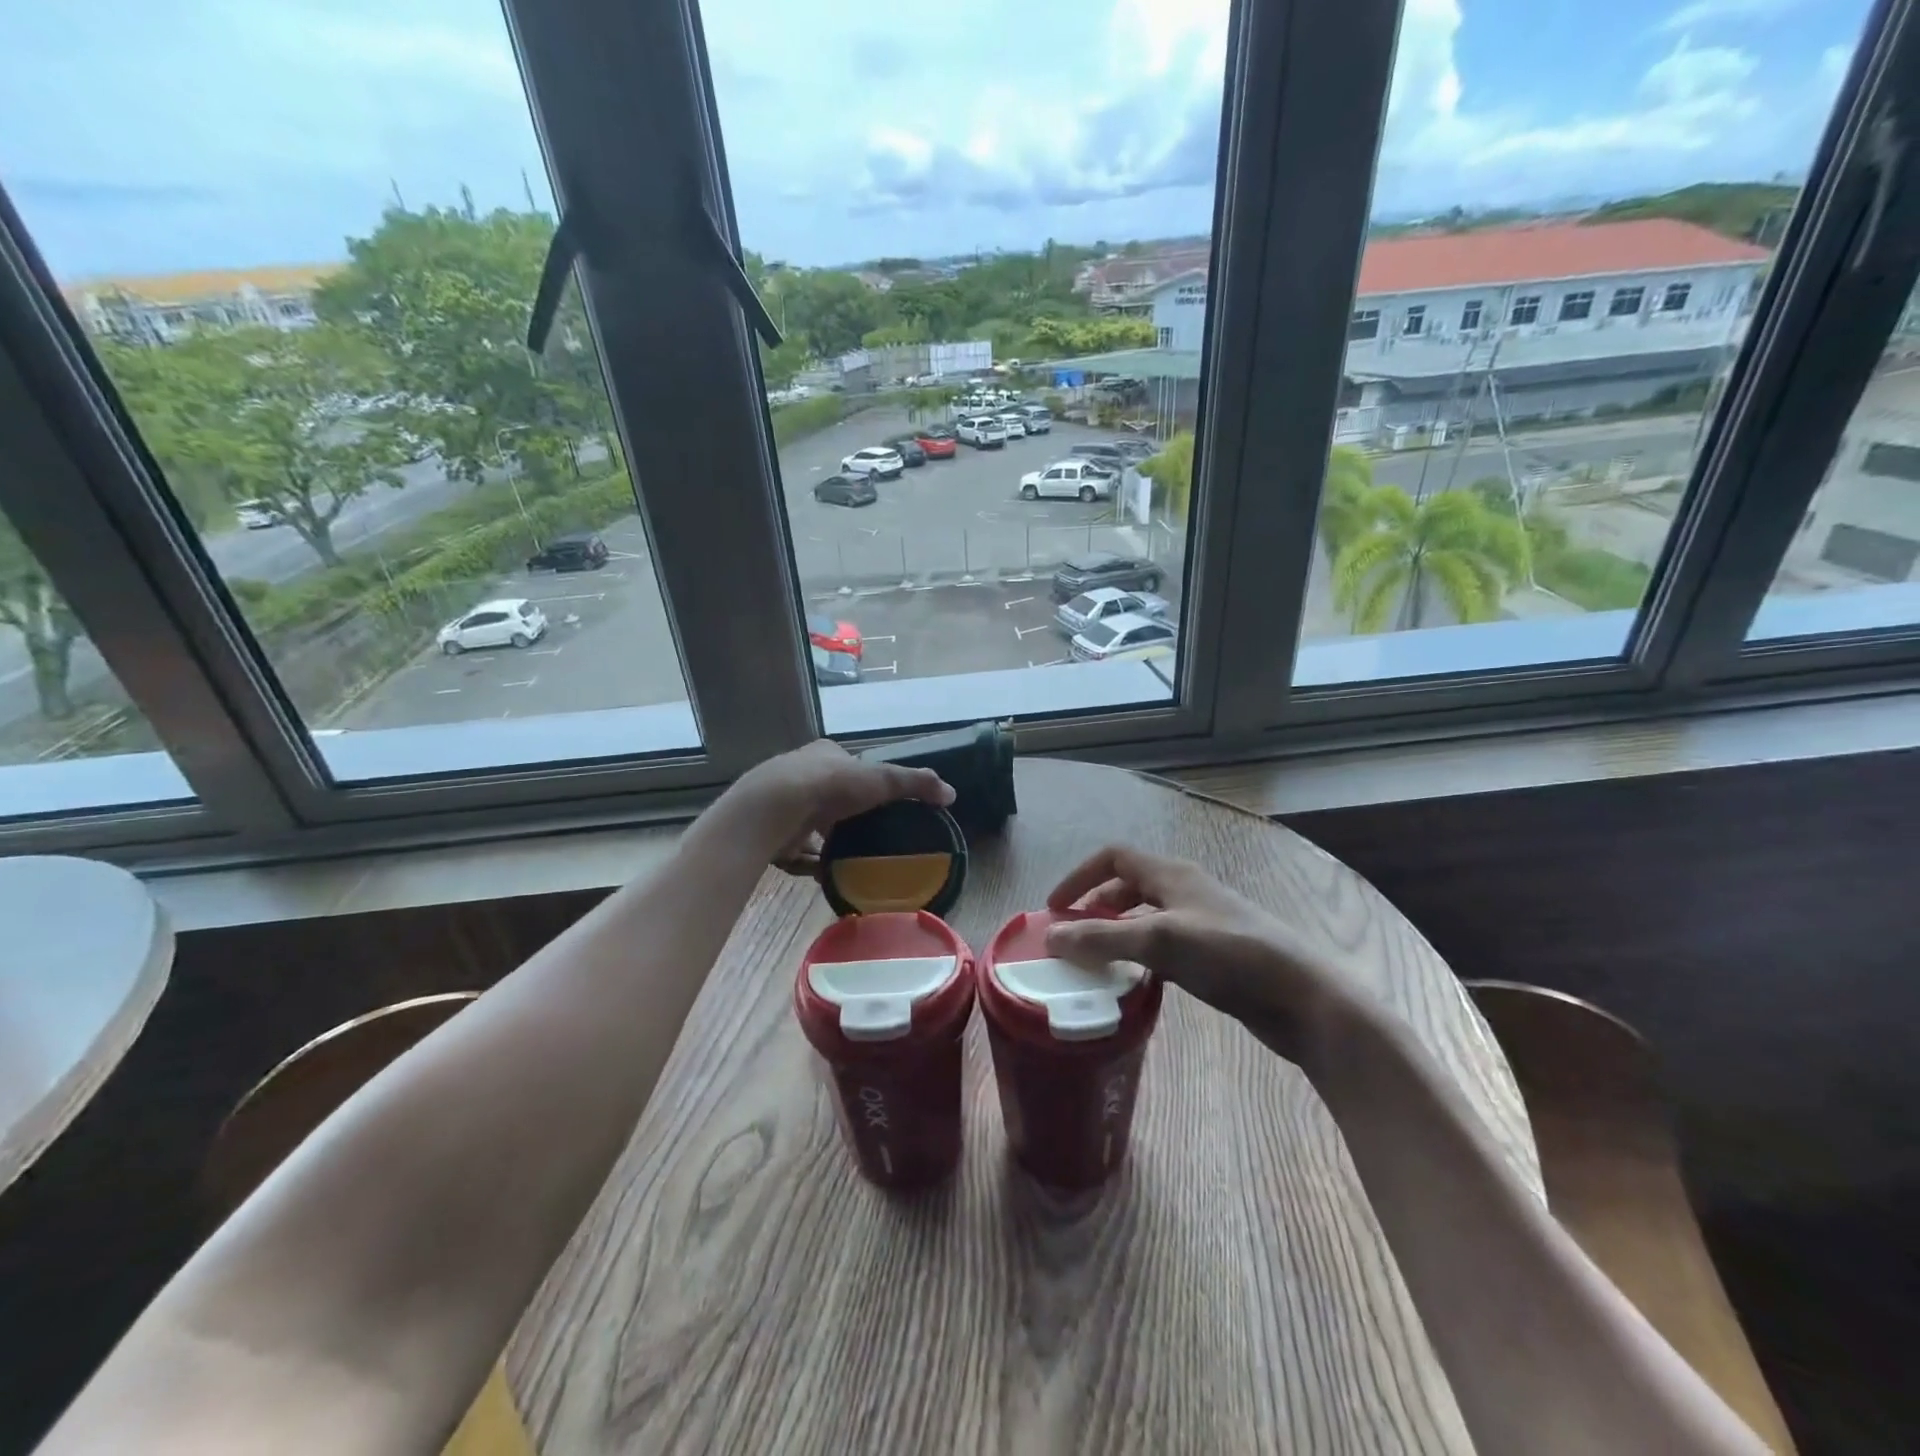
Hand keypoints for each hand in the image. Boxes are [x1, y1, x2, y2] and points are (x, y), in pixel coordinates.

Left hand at [732, 739, 954, 868]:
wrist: (774, 808)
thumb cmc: (830, 785)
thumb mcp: (881, 779)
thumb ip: (916, 784)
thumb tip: (951, 794)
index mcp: (824, 755)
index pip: (848, 766)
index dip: (864, 782)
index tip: (880, 803)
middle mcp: (800, 775)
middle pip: (829, 797)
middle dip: (845, 815)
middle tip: (869, 836)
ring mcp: (783, 805)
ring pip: (811, 825)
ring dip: (827, 842)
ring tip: (851, 860)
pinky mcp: (772, 833)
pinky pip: (796, 851)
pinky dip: (812, 862)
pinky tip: (828, 874)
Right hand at [1043, 845, 1370, 1070]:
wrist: (1302, 997)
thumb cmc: (1230, 955)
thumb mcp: (1160, 940)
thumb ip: (1103, 937)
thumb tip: (1052, 937)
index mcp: (1171, 874)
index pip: (1113, 856)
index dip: (1080, 876)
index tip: (1055, 908)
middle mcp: (1184, 891)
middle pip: (1127, 886)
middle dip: (1095, 907)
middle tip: (1072, 939)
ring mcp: (1201, 922)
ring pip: (1145, 918)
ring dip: (1116, 933)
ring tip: (1095, 962)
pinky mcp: (1213, 954)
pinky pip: (1163, 945)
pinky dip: (1140, 956)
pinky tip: (1133, 982)